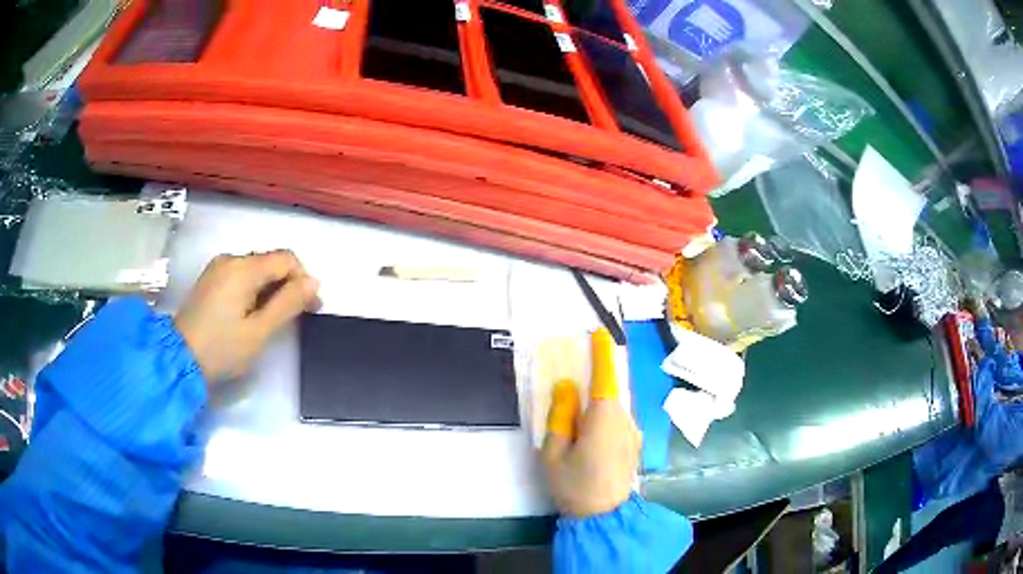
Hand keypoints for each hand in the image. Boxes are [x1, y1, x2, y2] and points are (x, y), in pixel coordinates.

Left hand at [175, 250, 319, 383]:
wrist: (180, 359)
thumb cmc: (222, 349)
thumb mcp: (259, 331)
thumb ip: (287, 304)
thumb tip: (313, 282)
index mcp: (243, 268)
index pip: (286, 259)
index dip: (304, 279)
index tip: (311, 307)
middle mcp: (230, 259)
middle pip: (270, 261)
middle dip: (288, 284)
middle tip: (296, 316)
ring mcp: (218, 267)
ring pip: (256, 269)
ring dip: (271, 288)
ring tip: (273, 318)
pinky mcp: (210, 279)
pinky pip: (241, 275)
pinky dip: (254, 289)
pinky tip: (252, 312)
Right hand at [541, 328, 640, 517]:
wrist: (605, 518)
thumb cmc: (574, 485)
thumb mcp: (554, 453)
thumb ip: (560, 416)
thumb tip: (567, 388)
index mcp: (604, 418)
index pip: (605, 377)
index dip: (602, 354)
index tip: (599, 333)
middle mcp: (625, 419)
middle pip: (607, 395)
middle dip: (589, 396)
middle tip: (567, 418)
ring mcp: (633, 433)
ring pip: (612, 411)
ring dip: (595, 414)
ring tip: (576, 441)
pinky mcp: (634, 445)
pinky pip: (617, 424)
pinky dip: (603, 424)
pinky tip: (591, 450)